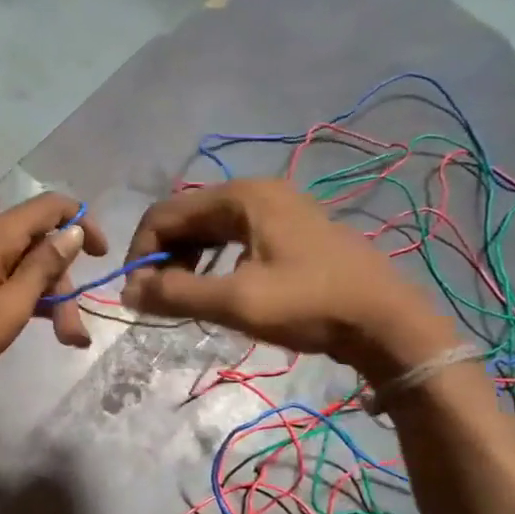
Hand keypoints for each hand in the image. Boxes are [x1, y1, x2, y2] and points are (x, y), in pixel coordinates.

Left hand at [0, 192, 108, 395]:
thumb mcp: (13, 304)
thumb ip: (44, 265)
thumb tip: (73, 231)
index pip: (49, 206)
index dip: (82, 223)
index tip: (101, 256)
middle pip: (35, 245)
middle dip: (63, 284)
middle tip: (74, 332)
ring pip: (17, 264)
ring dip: (44, 296)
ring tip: (64, 339)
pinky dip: (19, 295)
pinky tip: (32, 322)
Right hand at [120, 179, 454, 382]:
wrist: (386, 321)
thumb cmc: (310, 305)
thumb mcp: (237, 301)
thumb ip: (176, 294)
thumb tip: (128, 293)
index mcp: (241, 196)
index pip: (164, 213)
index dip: (141, 253)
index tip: (138, 296)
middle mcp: (255, 192)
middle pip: (185, 218)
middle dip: (162, 257)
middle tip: (158, 301)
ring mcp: (275, 210)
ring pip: (208, 230)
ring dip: (185, 261)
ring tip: (183, 298)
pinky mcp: (288, 231)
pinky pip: (232, 239)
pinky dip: (211, 262)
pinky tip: (215, 289)